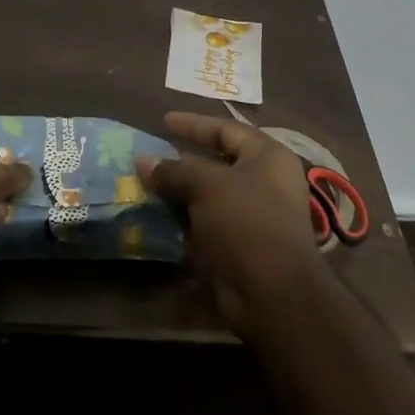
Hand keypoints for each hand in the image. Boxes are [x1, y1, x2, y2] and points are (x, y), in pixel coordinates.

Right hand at [137, 111, 321, 333]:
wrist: (273, 292)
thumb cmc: (246, 221)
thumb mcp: (206, 186)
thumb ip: (173, 170)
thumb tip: (141, 160)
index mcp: (267, 157)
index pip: (226, 129)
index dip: (193, 124)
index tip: (162, 121)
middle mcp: (265, 181)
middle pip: (217, 161)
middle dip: (182, 159)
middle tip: (150, 154)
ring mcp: (254, 214)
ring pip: (209, 193)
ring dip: (180, 190)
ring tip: (146, 183)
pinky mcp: (241, 243)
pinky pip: (207, 220)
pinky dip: (184, 216)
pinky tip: (157, 214)